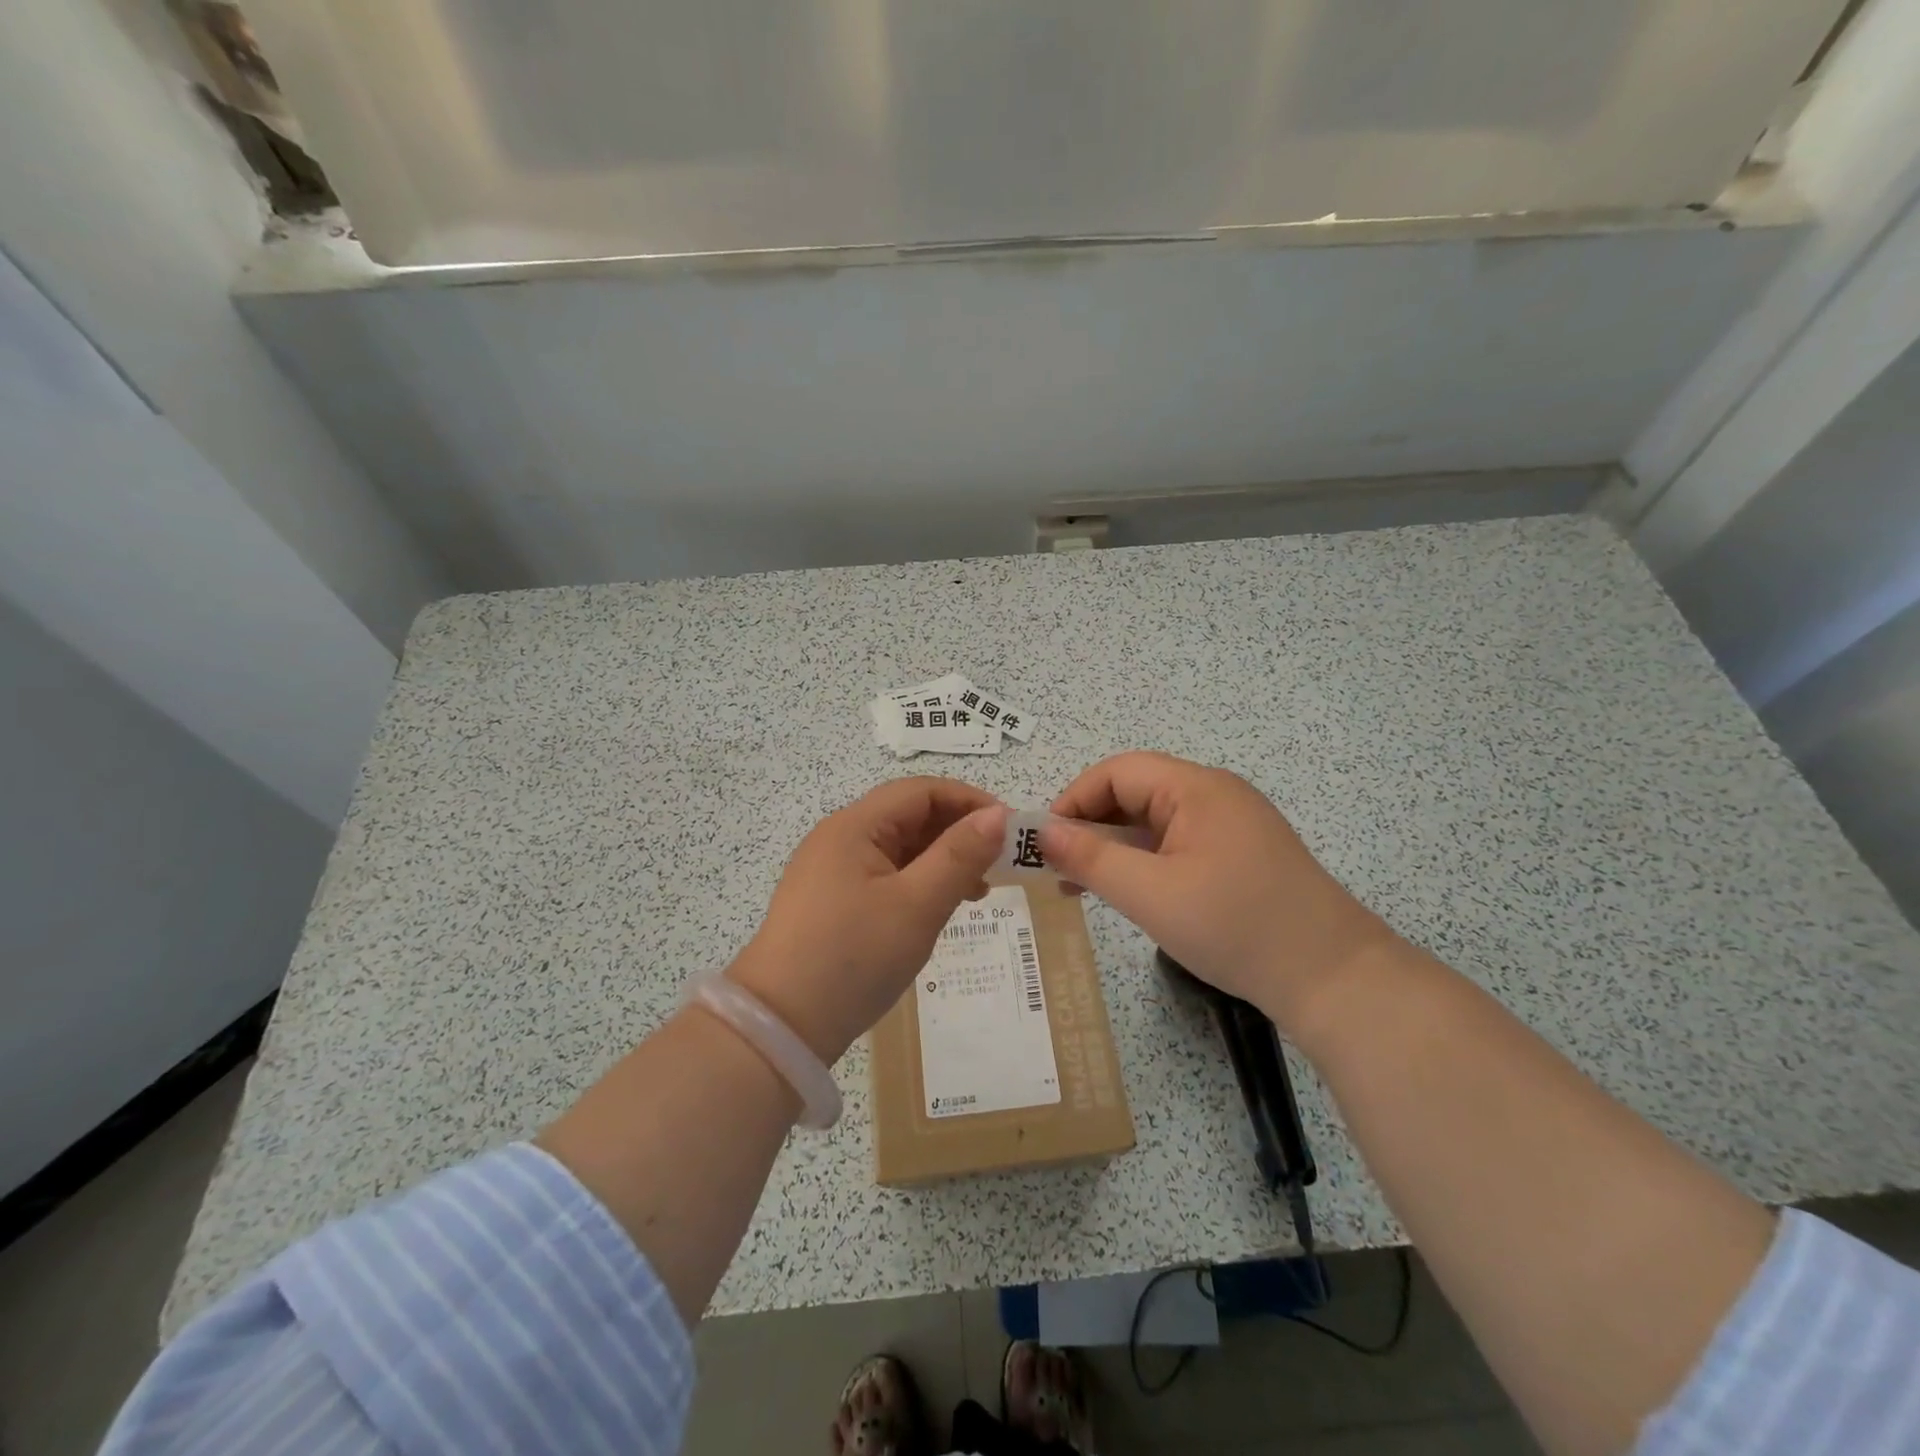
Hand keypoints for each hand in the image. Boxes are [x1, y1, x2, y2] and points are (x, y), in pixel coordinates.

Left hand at [730, 779, 1007, 1062]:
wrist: (780, 1027)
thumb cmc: (853, 957)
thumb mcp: (917, 905)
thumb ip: (959, 856)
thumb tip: (997, 816)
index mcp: (855, 826)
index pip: (921, 791)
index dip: (969, 801)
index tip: (1010, 830)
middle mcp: (839, 838)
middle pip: (908, 816)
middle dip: (958, 832)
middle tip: (999, 864)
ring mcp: (831, 871)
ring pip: (898, 848)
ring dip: (941, 860)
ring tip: (978, 891)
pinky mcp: (830, 902)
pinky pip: (884, 876)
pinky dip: (918, 883)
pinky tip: (938, 908)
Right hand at [1039, 752, 1392, 1030]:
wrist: (1334, 979)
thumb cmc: (1235, 927)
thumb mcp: (1150, 894)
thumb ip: (1091, 859)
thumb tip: (1043, 833)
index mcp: (1197, 788)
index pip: (1118, 772)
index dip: (1074, 799)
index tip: (1044, 843)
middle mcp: (1216, 794)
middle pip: (1136, 792)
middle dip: (1091, 825)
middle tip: (1058, 869)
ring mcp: (1233, 824)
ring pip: (1156, 821)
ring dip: (1116, 846)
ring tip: (1084, 886)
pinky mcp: (1242, 854)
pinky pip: (1179, 843)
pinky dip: (1146, 861)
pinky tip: (1133, 893)